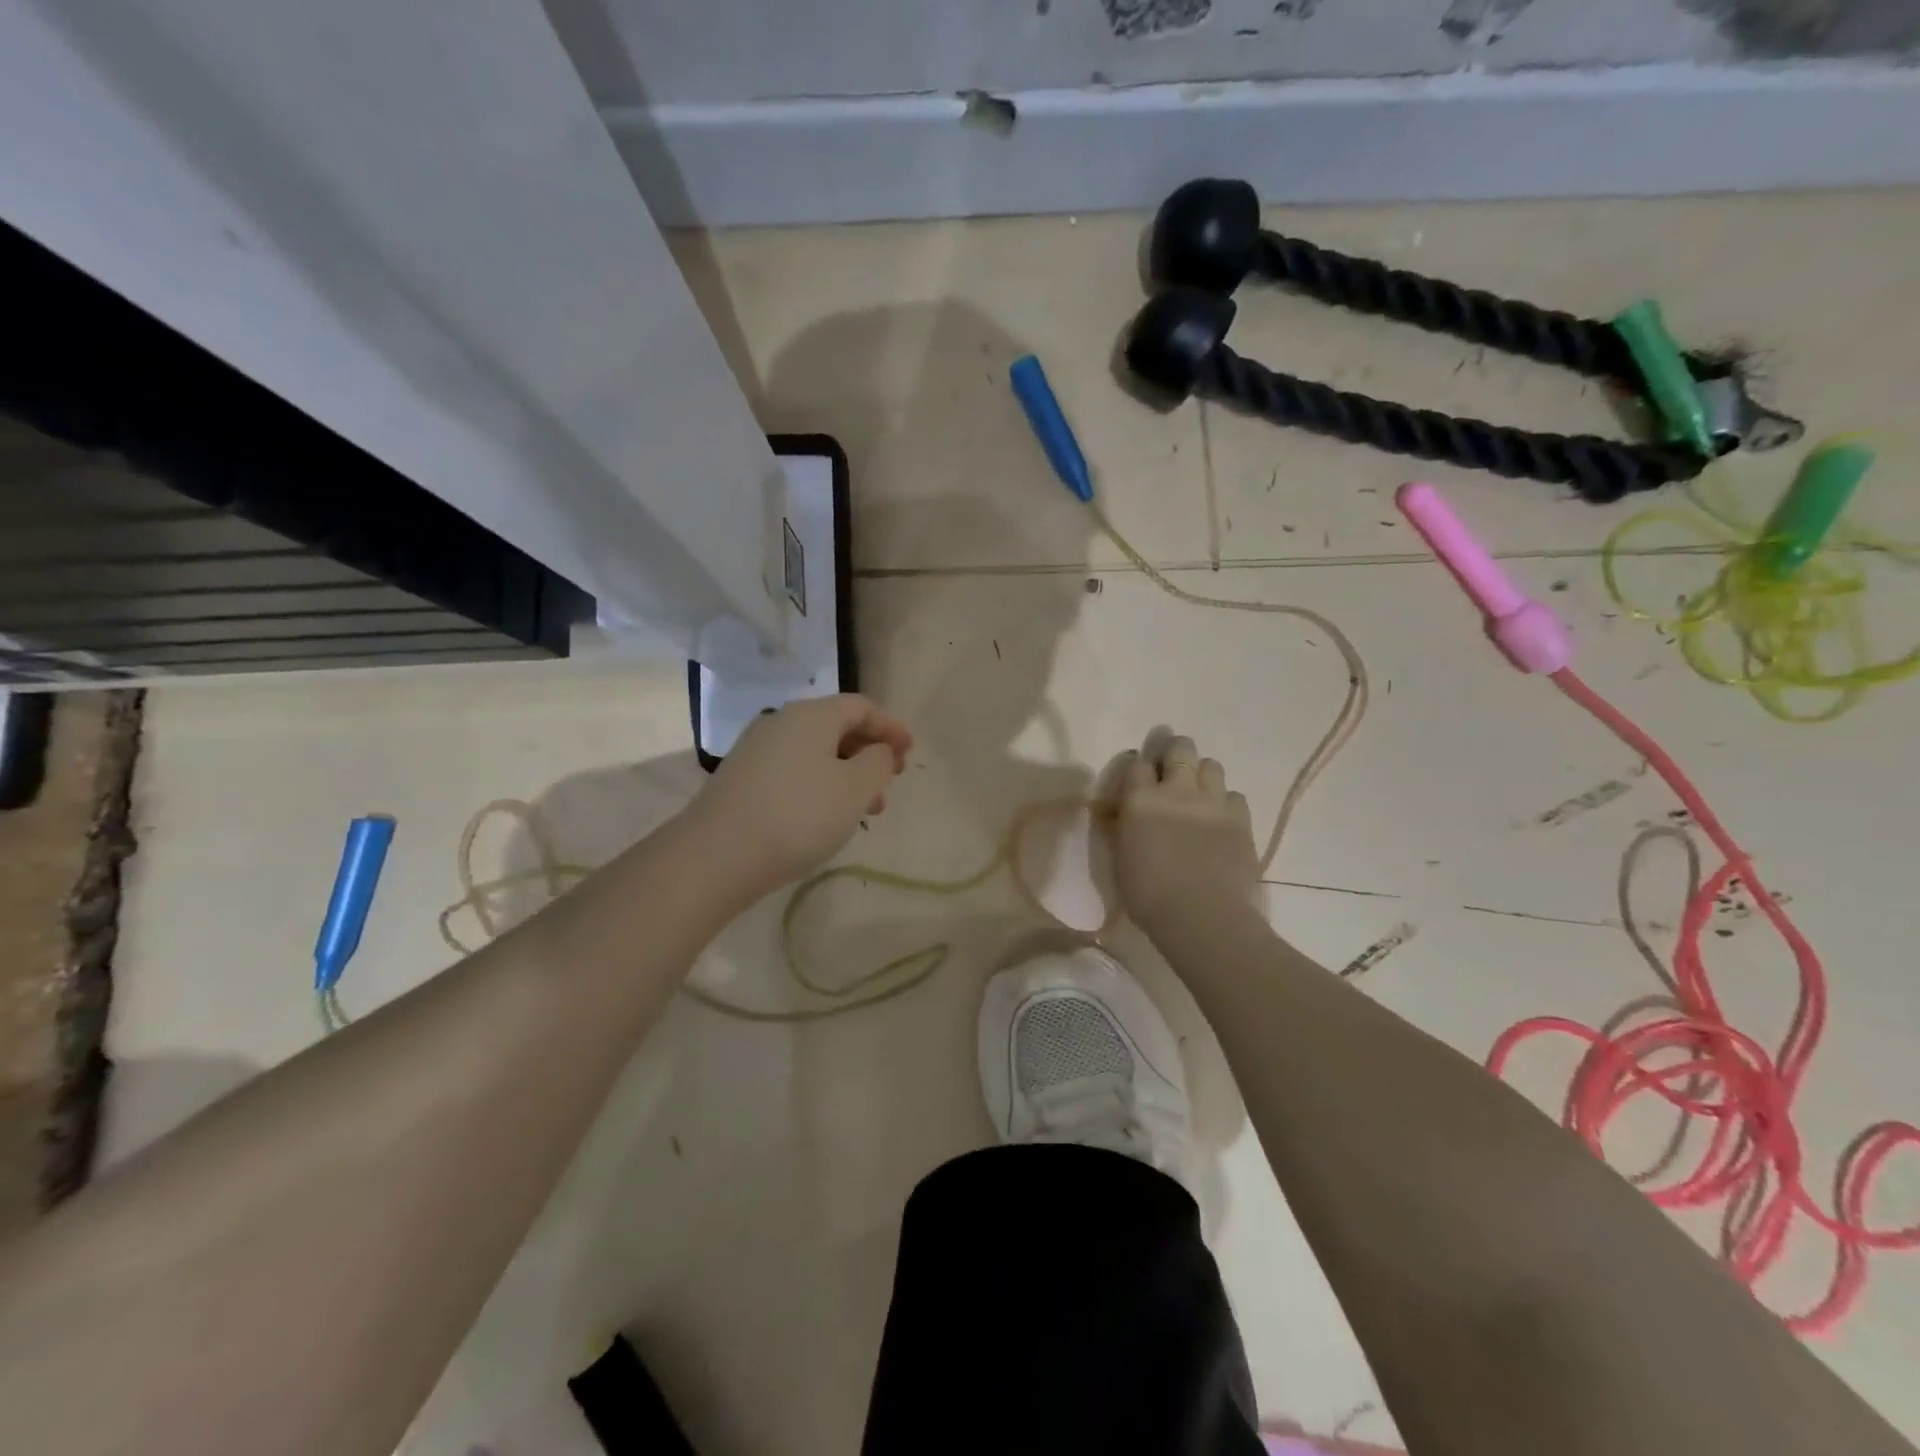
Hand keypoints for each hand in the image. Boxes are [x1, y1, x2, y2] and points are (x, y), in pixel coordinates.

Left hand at [690, 694, 912, 900]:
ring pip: (816, 754)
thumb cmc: (799, 815)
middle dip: (870, 754)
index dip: (891, 727)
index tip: (910, 751)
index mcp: (811, 715)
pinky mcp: (743, 780)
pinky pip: (795, 772)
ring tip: (867, 811)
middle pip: (837, 728)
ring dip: (847, 775)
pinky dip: (821, 786)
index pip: (861, 707)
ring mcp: (757, 751)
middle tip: (891, 783)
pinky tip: (828, 817)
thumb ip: (878, 762)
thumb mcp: (854, 789)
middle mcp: (781, 723)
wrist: (717, 856)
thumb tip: (879, 750)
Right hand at [1109, 734, 1259, 939]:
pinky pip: (1234, 795)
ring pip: (1211, 765)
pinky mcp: (1241, 818)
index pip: (1137, 764)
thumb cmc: (1148, 895)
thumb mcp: (1120, 859)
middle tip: (1172, 769)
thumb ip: (1123, 827)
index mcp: (1140, 800)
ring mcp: (1212, 802)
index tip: (1140, 781)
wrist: (1202, 916)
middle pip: (1179, 748)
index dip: (1139, 769)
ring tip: (1198, 793)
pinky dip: (1225, 802)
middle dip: (1174, 752)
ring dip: (1202, 774)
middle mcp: (1177, 790)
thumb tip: (1123, 814)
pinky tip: (1220, 819)